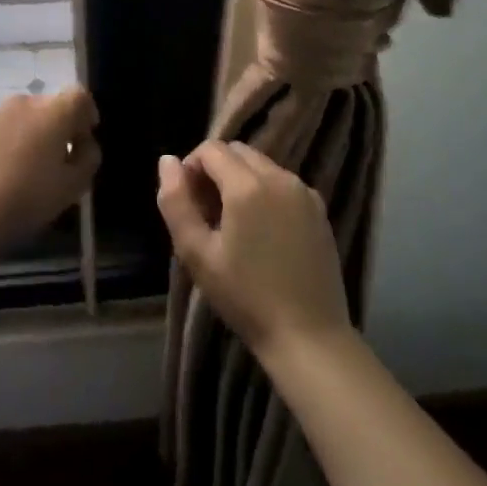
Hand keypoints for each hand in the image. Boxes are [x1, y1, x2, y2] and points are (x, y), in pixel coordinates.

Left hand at [0, 87, 99, 249]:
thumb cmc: (29, 197)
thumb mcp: (75, 185)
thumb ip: (88, 157)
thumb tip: (83, 144)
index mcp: (53, 110)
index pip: (79, 96)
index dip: (88, 114)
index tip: (85, 140)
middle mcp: (26, 102)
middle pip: (53, 105)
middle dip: (62, 126)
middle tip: (63, 158)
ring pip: (29, 117)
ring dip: (37, 133)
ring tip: (34, 166)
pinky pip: (8, 128)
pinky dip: (16, 141)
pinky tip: (10, 170)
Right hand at [157, 140, 352, 360]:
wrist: (309, 336)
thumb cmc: (245, 297)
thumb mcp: (197, 254)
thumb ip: (176, 202)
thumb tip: (167, 160)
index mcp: (248, 185)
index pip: (211, 149)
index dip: (192, 167)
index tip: (188, 202)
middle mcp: (280, 177)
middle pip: (238, 152)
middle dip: (216, 171)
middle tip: (207, 214)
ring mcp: (304, 192)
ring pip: (262, 166)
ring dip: (241, 180)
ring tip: (234, 225)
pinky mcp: (319, 209)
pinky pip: (284, 184)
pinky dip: (266, 193)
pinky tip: (263, 233)